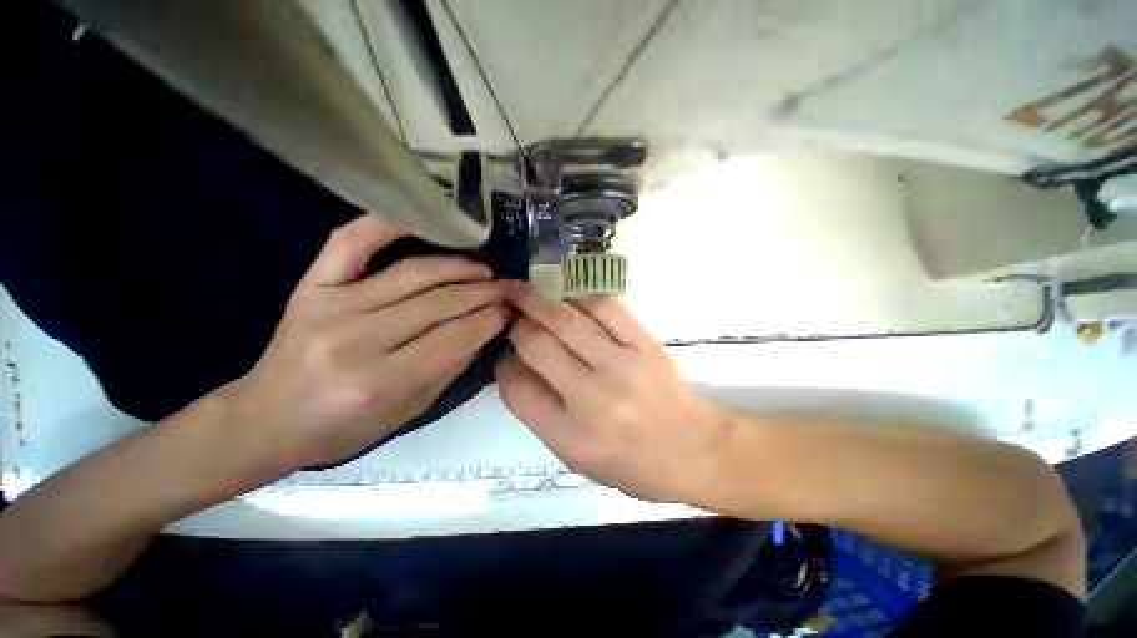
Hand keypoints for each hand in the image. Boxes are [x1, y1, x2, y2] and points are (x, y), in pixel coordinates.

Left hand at [227, 214, 509, 471]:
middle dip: (484, 293)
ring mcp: (332, 306)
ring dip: (458, 267)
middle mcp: (358, 340)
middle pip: (440, 303)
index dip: (490, 319)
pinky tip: (424, 221)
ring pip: (413, 274)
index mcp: (383, 381)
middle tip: (506, 287)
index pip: (457, 338)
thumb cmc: (344, 426)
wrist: (268, 419)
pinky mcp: (312, 286)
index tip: (510, 309)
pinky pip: (351, 241)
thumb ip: (451, 367)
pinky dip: (387, 223)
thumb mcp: (410, 410)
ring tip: (482, 268)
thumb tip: (485, 327)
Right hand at [496, 282, 730, 503]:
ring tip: (526, 290)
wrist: (693, 450)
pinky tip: (567, 294)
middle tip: (511, 312)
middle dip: (517, 324)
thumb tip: (516, 365)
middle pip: (537, 345)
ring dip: (539, 300)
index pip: (517, 388)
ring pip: (567, 320)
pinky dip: (580, 296)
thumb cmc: (632, 464)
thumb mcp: (576, 456)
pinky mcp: (644, 344)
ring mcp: (621, 365)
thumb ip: (541, 413)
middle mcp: (591, 398)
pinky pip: (605, 308)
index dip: (503, 364)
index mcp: (570, 437)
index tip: (505, 353)